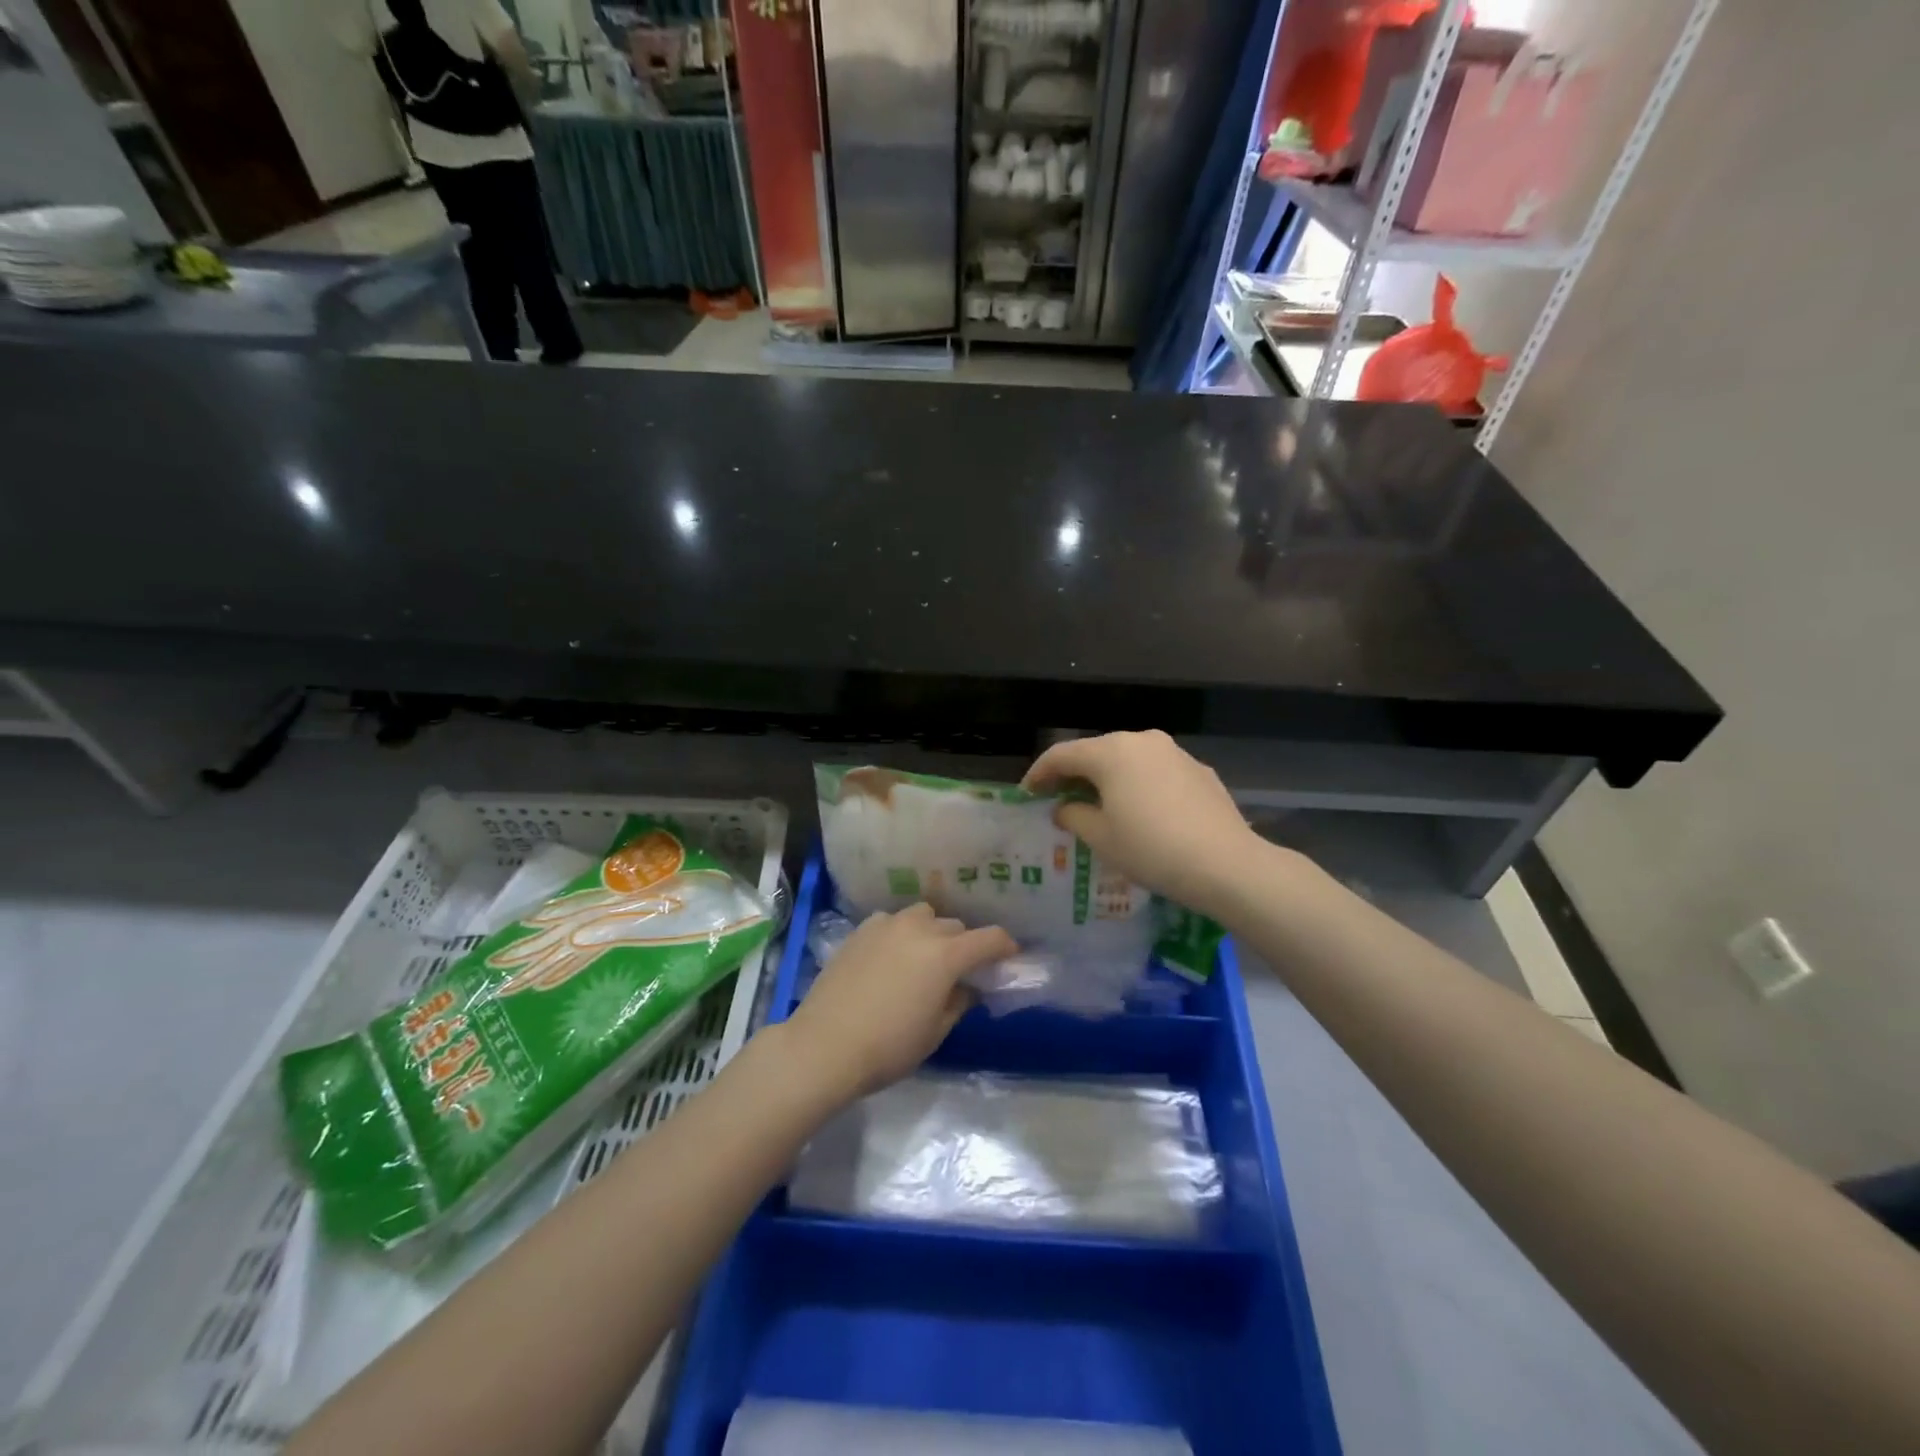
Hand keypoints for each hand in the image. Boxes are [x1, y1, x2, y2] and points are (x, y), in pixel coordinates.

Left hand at [780, 904, 1016, 1103]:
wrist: (824, 1045)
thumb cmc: (888, 1047)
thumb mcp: (935, 1032)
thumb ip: (959, 1002)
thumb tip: (968, 987)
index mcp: (945, 954)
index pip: (989, 938)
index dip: (1005, 946)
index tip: (1009, 957)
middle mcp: (919, 929)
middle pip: (955, 927)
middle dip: (964, 944)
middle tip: (961, 970)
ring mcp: (887, 925)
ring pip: (923, 916)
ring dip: (932, 932)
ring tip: (924, 957)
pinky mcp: (860, 931)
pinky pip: (892, 922)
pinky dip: (901, 933)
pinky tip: (892, 956)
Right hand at [1022, 730, 1260, 916]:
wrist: (1225, 864)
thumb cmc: (1151, 849)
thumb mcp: (1100, 838)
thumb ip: (1074, 816)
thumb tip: (1065, 807)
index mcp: (1111, 752)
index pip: (1062, 755)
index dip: (1039, 773)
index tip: (1026, 793)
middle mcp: (1142, 741)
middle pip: (1096, 752)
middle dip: (1074, 775)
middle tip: (1059, 799)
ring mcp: (1174, 753)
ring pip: (1129, 760)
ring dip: (1108, 779)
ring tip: (1099, 806)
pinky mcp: (1199, 770)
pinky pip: (1156, 772)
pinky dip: (1139, 785)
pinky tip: (1141, 812)